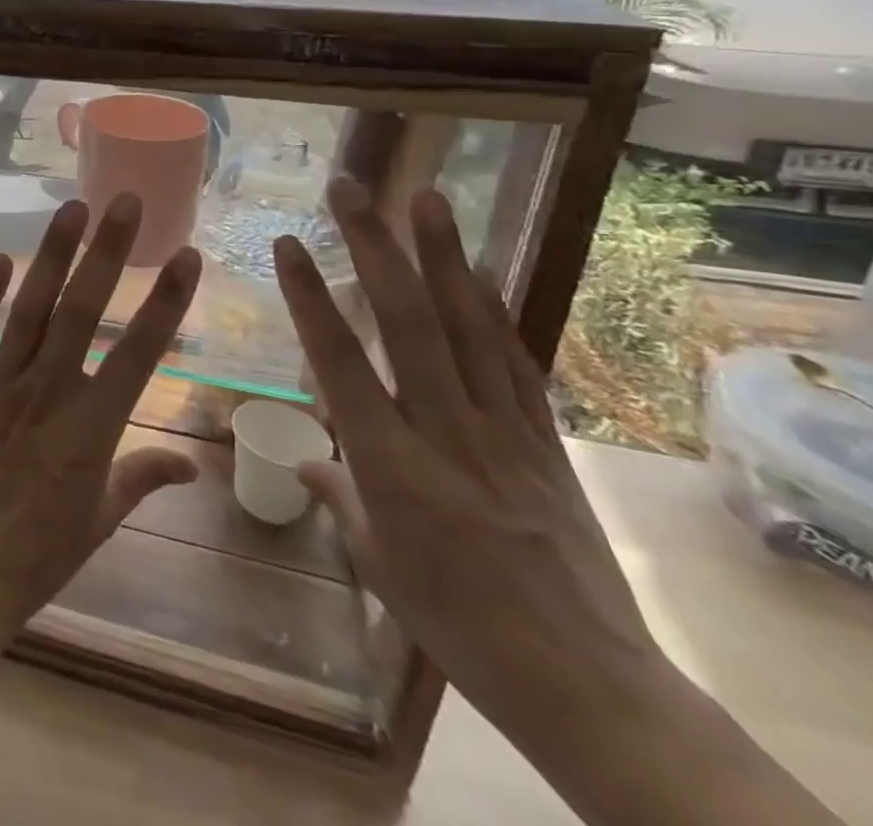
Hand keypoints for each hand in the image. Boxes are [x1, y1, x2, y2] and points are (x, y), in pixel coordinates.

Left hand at [0, 194, 202, 639]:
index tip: (186, 256)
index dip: (167, 302)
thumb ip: (144, 477)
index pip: (139, 352)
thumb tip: (192, 464)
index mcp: (92, 426)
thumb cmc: (41, 552)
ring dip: (51, 256)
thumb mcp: (103, 517)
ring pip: (29, 308)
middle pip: (82, 310)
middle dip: (106, 252)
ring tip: (71, 209)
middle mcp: (47, 392)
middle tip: (123, 201)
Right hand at [273, 178, 666, 747]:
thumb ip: (339, 497)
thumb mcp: (379, 563)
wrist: (586, 683)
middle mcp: (445, 432)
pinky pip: (514, 362)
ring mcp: (503, 431)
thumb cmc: (456, 624)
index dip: (310, 297)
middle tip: (350, 189)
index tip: (287, 244)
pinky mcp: (544, 442)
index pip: (339, 361)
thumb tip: (305, 460)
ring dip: (443, 257)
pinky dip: (493, 310)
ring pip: (466, 328)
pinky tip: (478, 271)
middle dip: (374, 247)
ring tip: (426, 198)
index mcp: (391, 465)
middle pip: (407, 323)